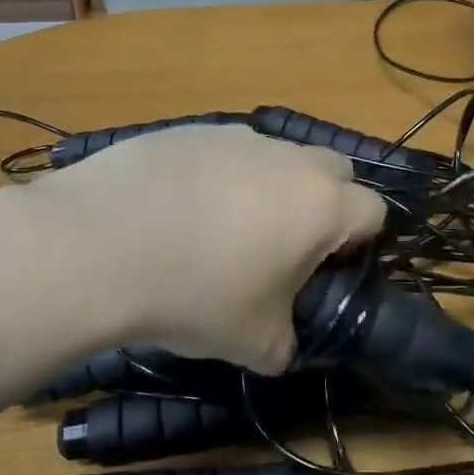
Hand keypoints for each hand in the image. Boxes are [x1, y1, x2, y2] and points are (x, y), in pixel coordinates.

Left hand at [32, 125, 387, 371]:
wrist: (99, 244)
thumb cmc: (196, 293)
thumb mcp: (253, 342)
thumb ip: (285, 344)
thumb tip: (281, 345)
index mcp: (321, 205)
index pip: (374, 211)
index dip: (359, 243)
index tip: (327, 270)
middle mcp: (289, 158)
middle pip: (333, 171)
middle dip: (323, 204)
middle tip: (283, 247)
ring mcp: (237, 136)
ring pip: (275, 157)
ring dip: (267, 187)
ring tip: (218, 230)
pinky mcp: (189, 129)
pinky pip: (223, 151)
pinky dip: (216, 176)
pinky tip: (175, 211)